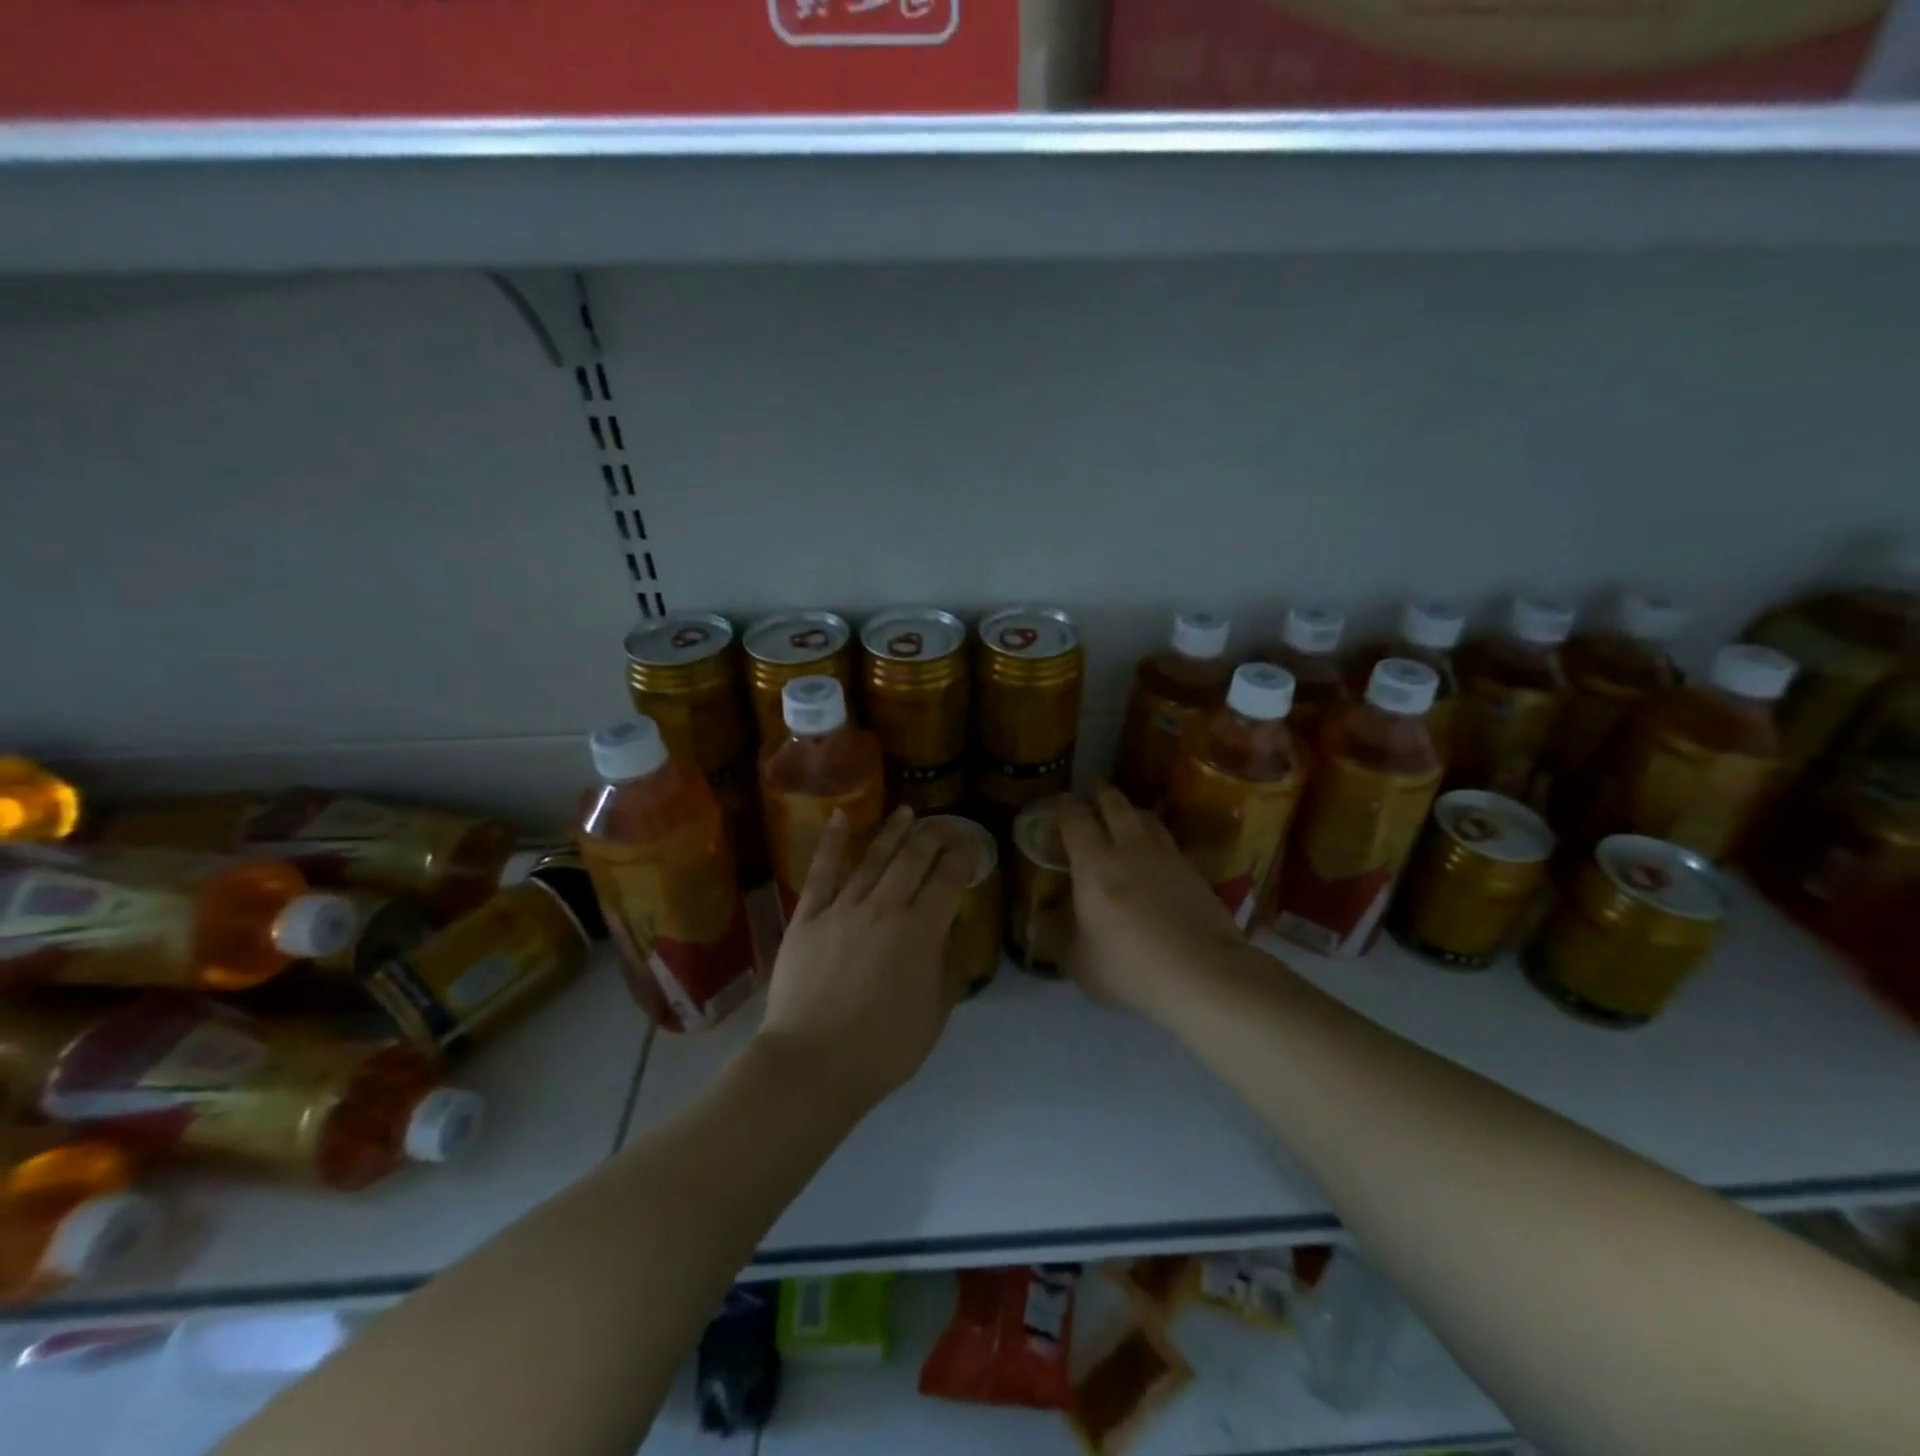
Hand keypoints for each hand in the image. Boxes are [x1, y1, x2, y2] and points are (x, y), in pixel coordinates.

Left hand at [757, 806, 974, 1111]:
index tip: (970, 843)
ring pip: (872, 858)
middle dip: (933, 836)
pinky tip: (841, 817)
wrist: (813, 1064)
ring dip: (892, 832)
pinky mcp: (808, 917)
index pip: (949, 879)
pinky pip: (822, 872)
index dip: (963, 856)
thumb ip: (946, 970)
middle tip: (943, 825)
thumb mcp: (934, 1016)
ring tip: (906, 812)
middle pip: (913, 859)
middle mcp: (885, 908)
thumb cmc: (883, 1050)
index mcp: (921, 932)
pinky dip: (833, 842)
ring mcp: (843, 909)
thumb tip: (950, 936)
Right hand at [1056, 787, 1244, 1022]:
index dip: (1063, 808)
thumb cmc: (1129, 967)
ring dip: (1131, 811)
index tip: (1058, 803)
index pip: (1075, 820)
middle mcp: (1130, 848)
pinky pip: (1168, 842)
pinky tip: (1155, 854)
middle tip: (1093, 791)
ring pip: (1147, 818)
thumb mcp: (1079, 961)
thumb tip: (1037, 922)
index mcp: (1094, 864)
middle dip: (1100, 794)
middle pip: (1115, 805)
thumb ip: (1056, 937)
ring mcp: (1167, 856)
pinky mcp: (1195, 871)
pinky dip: (1156, 838)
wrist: (1203, 973)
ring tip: (1125, 815)